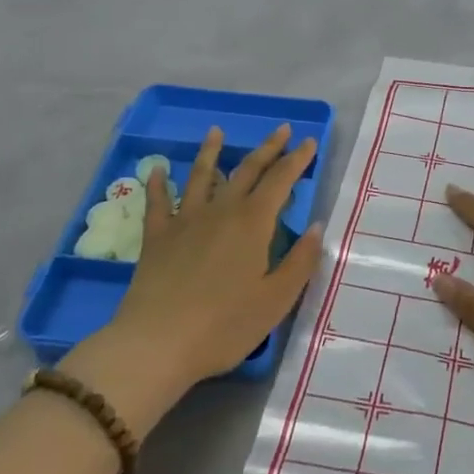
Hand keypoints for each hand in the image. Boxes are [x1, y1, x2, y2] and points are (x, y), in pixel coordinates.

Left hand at [65, 125, 321, 429]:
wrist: (157, 344)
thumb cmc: (225, 325)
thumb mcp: (276, 299)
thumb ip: (300, 261)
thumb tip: (316, 227)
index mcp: (253, 223)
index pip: (281, 181)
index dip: (297, 160)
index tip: (309, 141)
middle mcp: (221, 211)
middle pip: (247, 170)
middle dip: (267, 148)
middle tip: (281, 129)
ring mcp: (185, 221)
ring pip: (201, 176)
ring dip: (211, 152)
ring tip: (216, 132)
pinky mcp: (157, 237)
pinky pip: (158, 203)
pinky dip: (158, 184)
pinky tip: (158, 170)